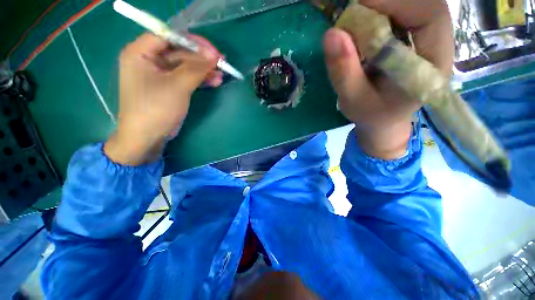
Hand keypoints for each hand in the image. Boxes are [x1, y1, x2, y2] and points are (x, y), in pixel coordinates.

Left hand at [105, 33, 222, 164]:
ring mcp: (160, 74)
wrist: (148, 137)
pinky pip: (186, 77)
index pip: (168, 36)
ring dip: (203, 70)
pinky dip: (200, 79)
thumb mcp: (177, 86)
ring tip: (221, 75)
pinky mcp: (169, 86)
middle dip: (201, 59)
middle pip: (179, 52)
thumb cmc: (156, 109)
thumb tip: (214, 56)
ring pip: (185, 65)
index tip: (212, 51)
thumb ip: (196, 69)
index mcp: (140, 53)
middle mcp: (149, 60)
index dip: (192, 42)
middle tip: (221, 63)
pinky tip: (214, 81)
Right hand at [323, 0, 452, 158]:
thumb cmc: (369, 115)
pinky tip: (363, 31)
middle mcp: (438, 47)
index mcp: (432, 67)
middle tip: (352, 15)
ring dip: (381, 9)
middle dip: (384, 4)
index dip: (397, 2)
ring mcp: (428, 41)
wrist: (381, 120)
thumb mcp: (352, 100)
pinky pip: (402, 15)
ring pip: (411, 7)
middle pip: (421, 5)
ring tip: (355, 26)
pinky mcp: (415, 39)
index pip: (430, 15)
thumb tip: (331, 34)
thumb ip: (344, 72)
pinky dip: (380, 15)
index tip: (359, 5)